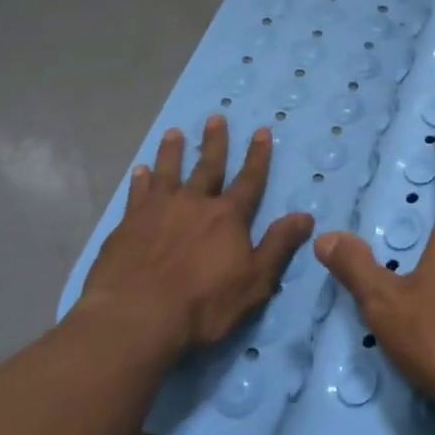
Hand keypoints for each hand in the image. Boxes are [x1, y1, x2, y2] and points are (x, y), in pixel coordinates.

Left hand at [74, 116, 314, 356]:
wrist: (136, 317)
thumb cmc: (203, 304)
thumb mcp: (254, 281)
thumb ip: (279, 245)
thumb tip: (306, 216)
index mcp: (228, 217)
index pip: (249, 180)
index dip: (258, 156)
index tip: (261, 131)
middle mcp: (194, 203)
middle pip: (208, 166)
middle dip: (215, 142)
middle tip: (215, 117)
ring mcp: (158, 210)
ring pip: (168, 172)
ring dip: (172, 151)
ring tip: (174, 133)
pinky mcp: (128, 224)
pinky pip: (137, 193)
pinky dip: (140, 180)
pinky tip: (139, 170)